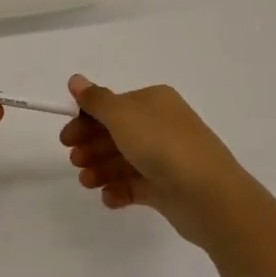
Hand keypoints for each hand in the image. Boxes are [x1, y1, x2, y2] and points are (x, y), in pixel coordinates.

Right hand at [61, 75, 255, 248]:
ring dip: (101, 169)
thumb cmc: (162, 146)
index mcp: (154, 102)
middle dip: (92, 146)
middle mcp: (161, 125)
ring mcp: (167, 158)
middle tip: (73, 160)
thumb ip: (96, 100)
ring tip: (86, 182)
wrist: (209, 195)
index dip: (86, 119)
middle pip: (116, 133)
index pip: (113, 106)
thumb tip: (76, 79)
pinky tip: (108, 197)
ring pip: (124, 160)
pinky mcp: (168, 188)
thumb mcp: (122, 116)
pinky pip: (137, 185)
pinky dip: (120, 190)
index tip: (66, 138)